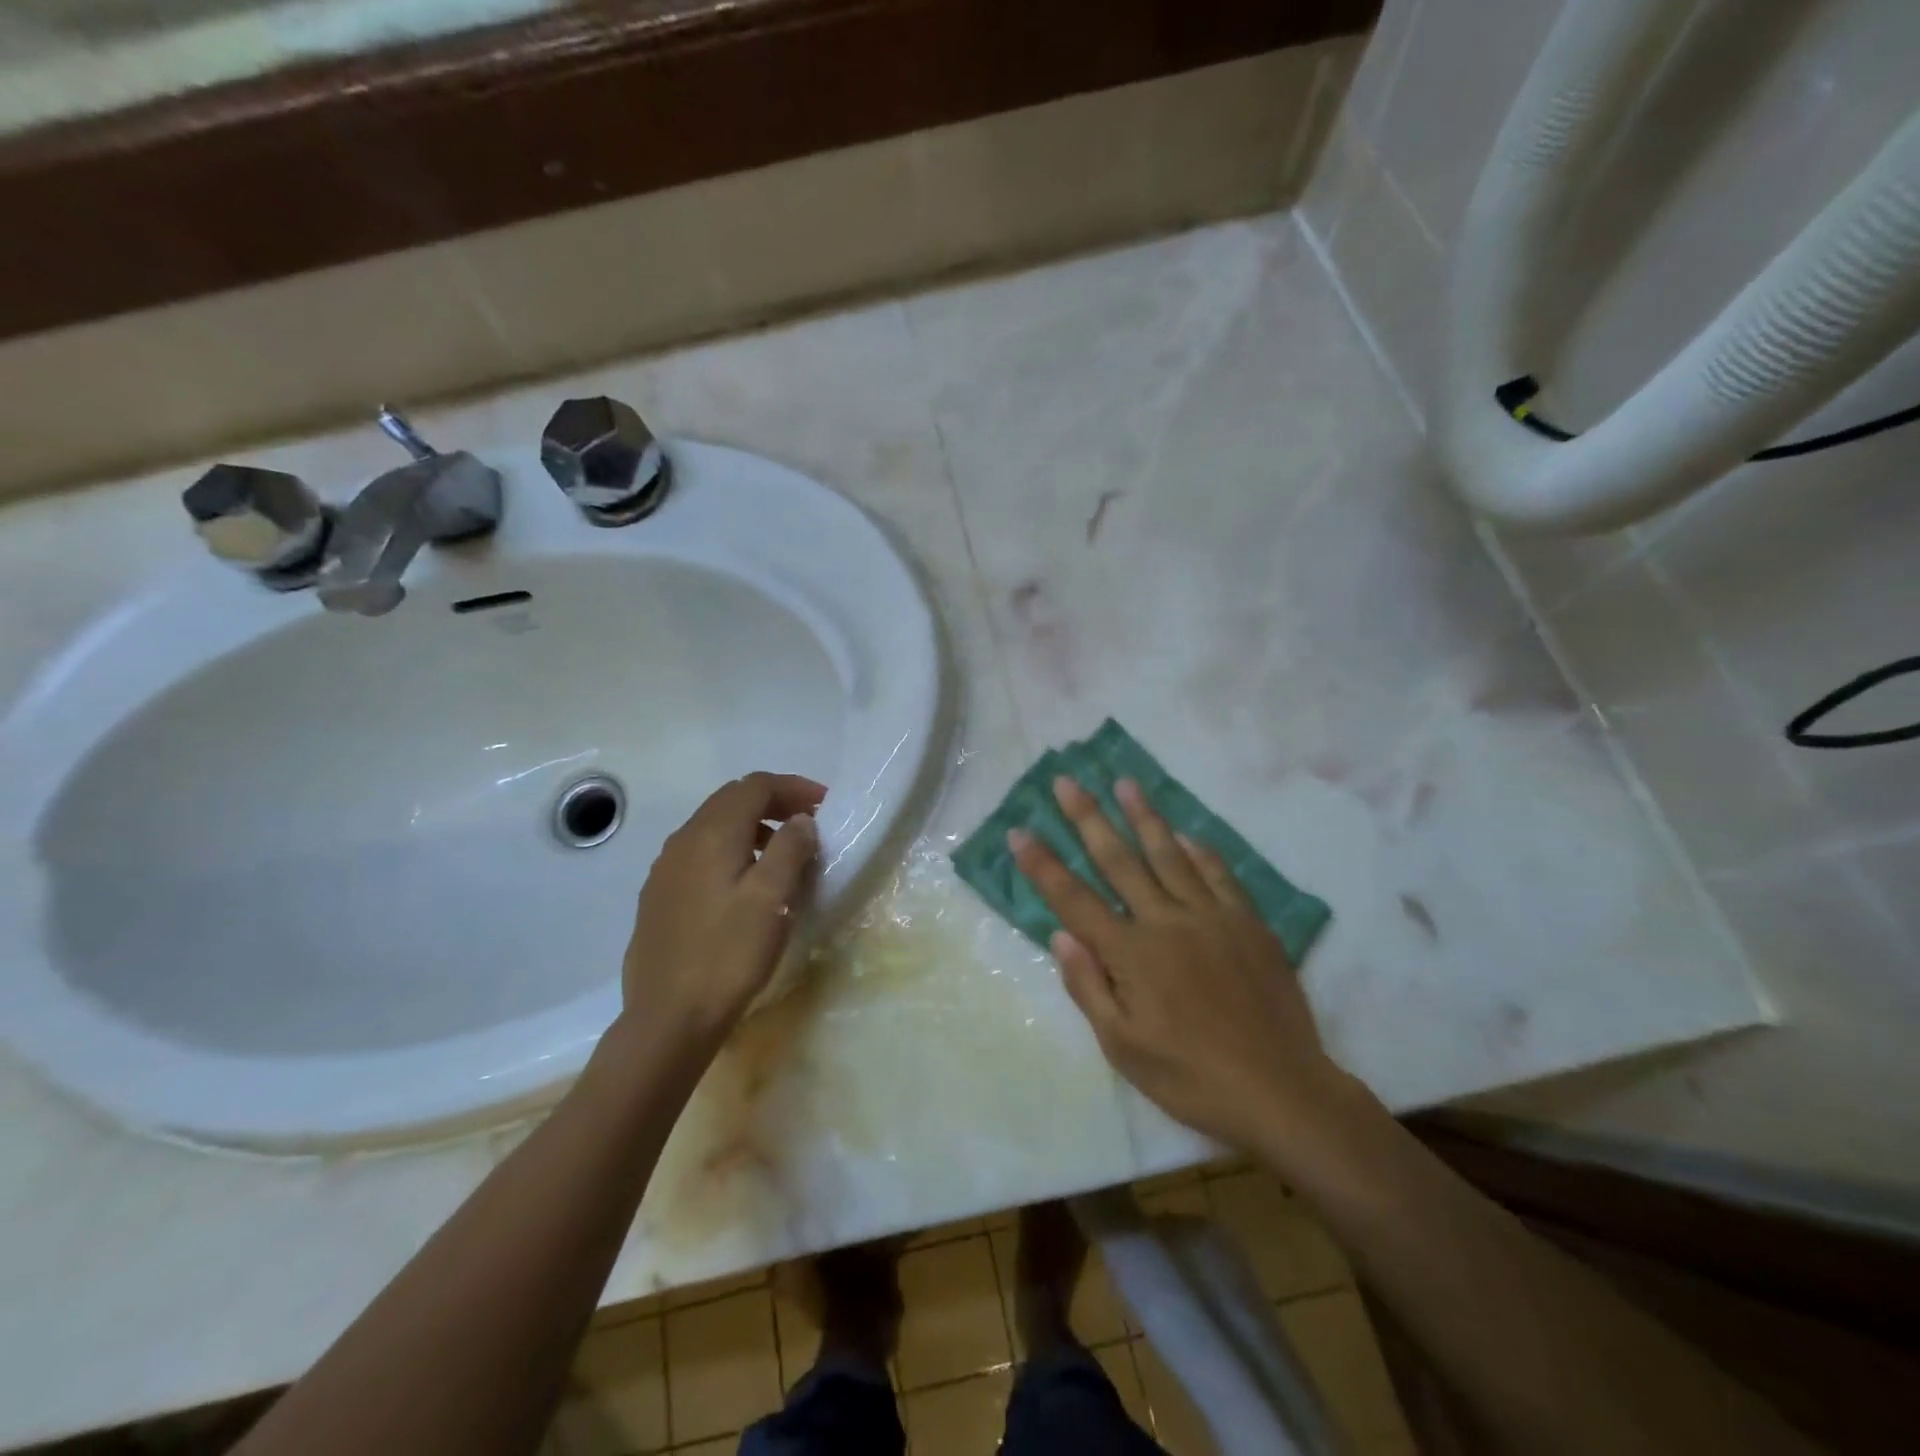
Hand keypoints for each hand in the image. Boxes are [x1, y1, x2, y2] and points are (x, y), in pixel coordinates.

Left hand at [622, 772, 825, 1043]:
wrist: (668, 1019)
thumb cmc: (728, 954)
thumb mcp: (772, 898)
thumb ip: (790, 848)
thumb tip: (800, 820)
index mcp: (711, 834)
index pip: (755, 786)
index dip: (793, 787)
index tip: (825, 805)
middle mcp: (682, 840)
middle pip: (731, 800)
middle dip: (773, 803)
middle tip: (808, 824)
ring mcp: (665, 869)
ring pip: (714, 827)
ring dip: (752, 827)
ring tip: (783, 855)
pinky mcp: (659, 897)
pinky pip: (700, 854)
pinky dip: (731, 851)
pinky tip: (745, 886)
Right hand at [1010, 776, 1352, 1152]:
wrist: (1281, 1091)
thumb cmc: (1191, 1078)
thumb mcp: (1124, 1047)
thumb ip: (1089, 987)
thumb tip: (1061, 935)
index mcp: (1131, 954)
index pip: (1074, 900)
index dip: (1043, 865)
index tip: (1019, 832)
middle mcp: (1166, 922)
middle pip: (1118, 860)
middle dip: (1087, 818)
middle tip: (1066, 782)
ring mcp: (1211, 917)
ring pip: (1169, 855)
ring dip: (1143, 816)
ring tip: (1124, 783)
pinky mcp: (1248, 923)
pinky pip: (1219, 874)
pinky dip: (1199, 851)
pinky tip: (1185, 834)